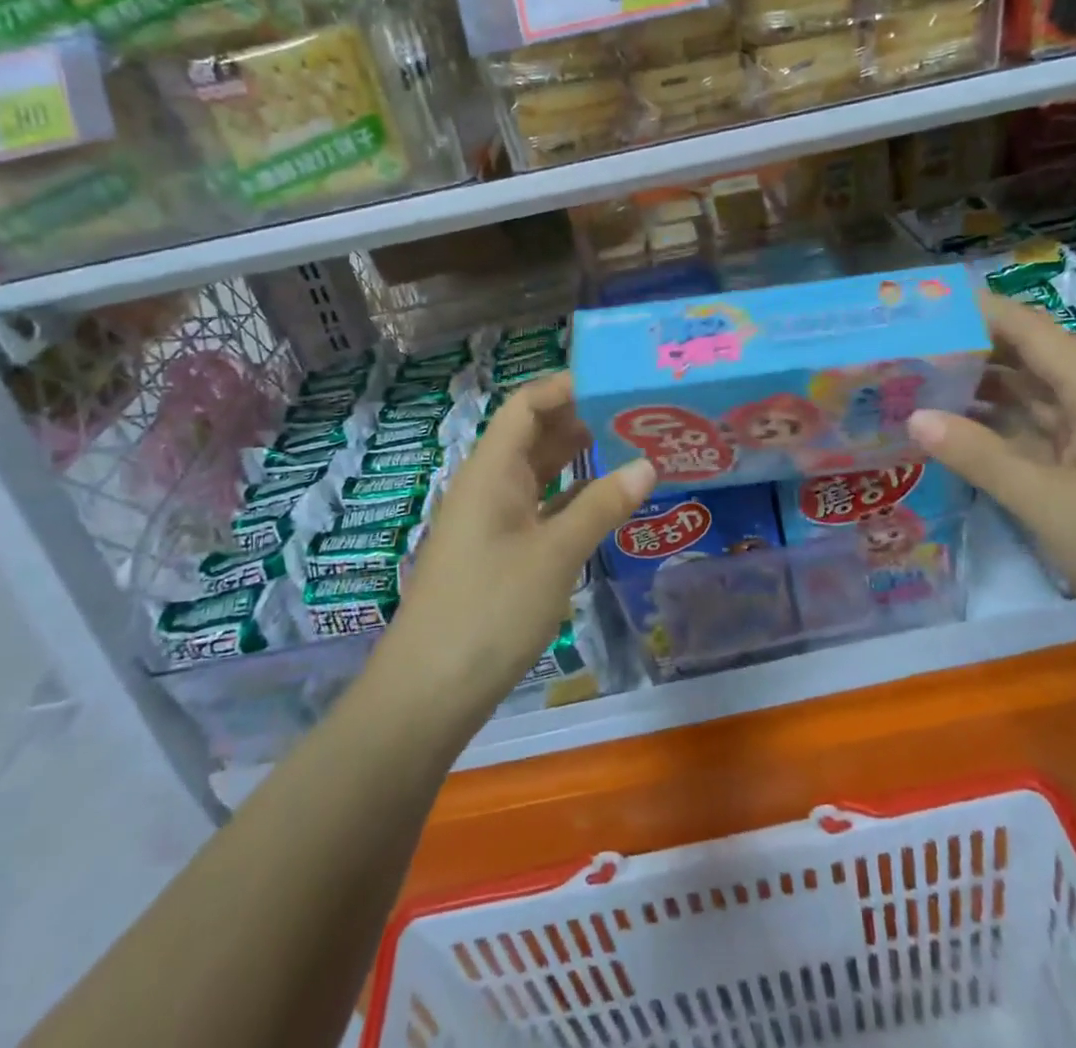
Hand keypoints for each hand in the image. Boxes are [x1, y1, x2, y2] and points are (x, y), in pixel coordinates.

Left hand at [383, 373, 655, 727]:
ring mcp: (492, 521)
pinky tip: (605, 502)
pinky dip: (570, 499)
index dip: (566, 387)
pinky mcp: (499, 554)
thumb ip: (601, 506)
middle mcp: (489, 486)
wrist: (428, 692)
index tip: (616, 383)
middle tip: (636, 414)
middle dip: (580, 419)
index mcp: (492, 471)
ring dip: (577, 459)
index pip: (527, 405)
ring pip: (538, 473)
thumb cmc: (490, 610)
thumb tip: (647, 464)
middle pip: (533, 435)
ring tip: (630, 447)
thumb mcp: (555, 554)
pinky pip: (539, 509)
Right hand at [907, 295, 1075, 680]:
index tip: (914, 309)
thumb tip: (914, 416)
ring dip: (975, 391)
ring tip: (910, 386)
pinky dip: (993, 431)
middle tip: (897, 351)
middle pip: (1025, 358)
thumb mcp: (1051, 504)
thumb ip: (980, 456)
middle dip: (965, 350)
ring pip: (1027, 398)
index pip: (1028, 328)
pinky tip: (950, 435)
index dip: (974, 312)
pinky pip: (1034, 435)